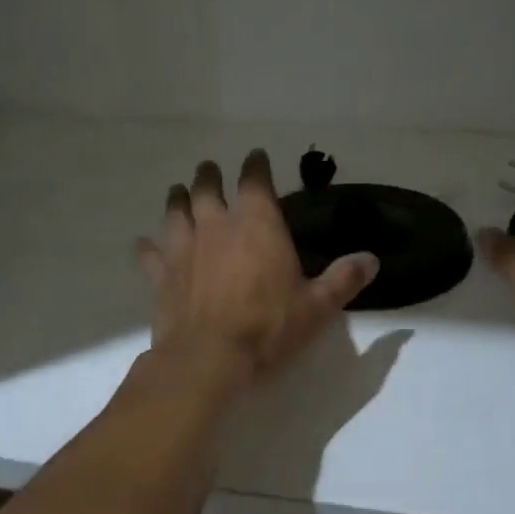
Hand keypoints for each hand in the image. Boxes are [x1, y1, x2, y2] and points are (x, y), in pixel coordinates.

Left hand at [136, 151, 378, 385]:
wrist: (208, 358)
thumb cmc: (268, 327)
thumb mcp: (317, 306)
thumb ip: (344, 279)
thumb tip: (371, 259)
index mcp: (257, 223)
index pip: (254, 180)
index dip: (255, 165)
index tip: (256, 155)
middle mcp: (217, 225)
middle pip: (207, 187)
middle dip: (209, 175)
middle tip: (209, 168)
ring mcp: (184, 248)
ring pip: (175, 212)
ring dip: (177, 200)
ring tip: (178, 192)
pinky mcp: (162, 275)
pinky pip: (150, 254)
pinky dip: (147, 248)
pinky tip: (143, 244)